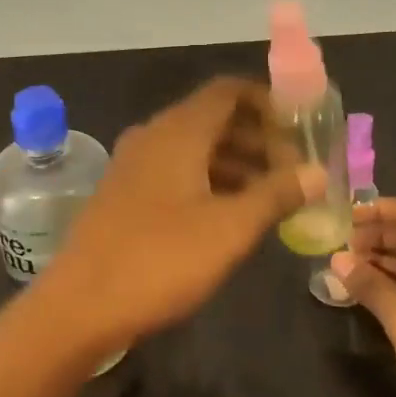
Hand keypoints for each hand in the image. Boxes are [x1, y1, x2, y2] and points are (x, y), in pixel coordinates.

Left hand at [48, 78, 324, 346]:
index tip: (298, 127)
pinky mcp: (125, 193)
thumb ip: (276, 194)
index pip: (228, 90)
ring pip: (195, 147)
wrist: (79, 306)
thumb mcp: (230, 228)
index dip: (267, 101)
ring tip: (272, 195)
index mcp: (179, 131)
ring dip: (236, 162)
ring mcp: (135, 164)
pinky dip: (208, 180)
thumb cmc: (160, 258)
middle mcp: (154, 136)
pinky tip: (230, 214)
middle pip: (214, 118)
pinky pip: (176, 170)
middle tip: (294, 169)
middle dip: (258, 137)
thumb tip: (316, 172)